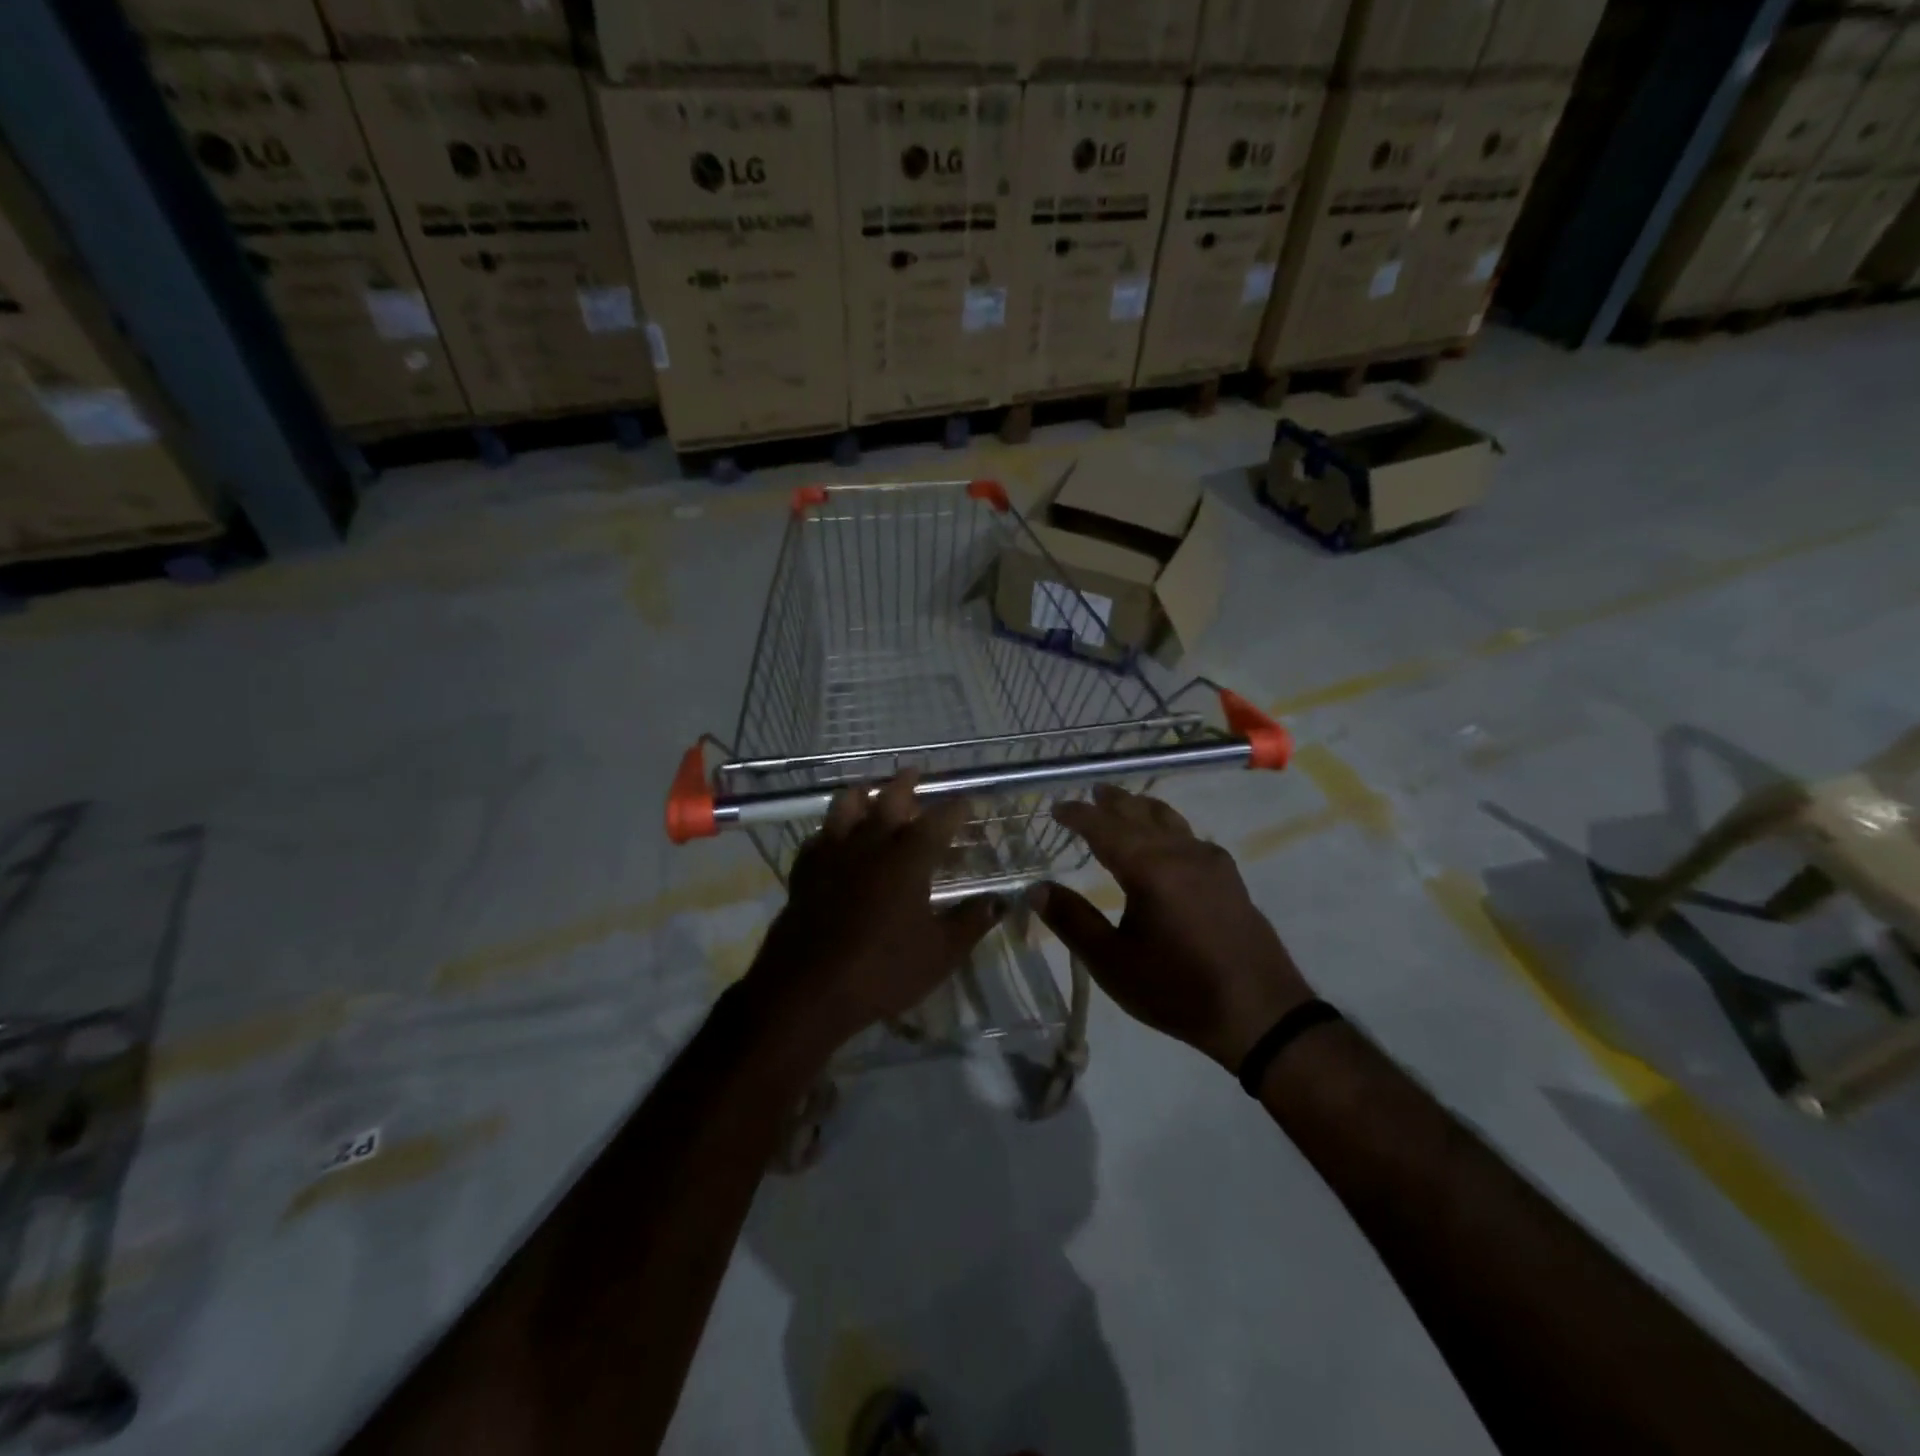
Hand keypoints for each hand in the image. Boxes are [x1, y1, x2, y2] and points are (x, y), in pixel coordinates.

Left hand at [745, 773, 1001, 1064]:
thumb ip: (971, 922)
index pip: (939, 821)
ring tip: (867, 791)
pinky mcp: (804, 872)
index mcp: (908, 858)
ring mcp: (832, 855)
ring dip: (860, 795)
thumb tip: (1000, 901)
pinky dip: (829, 832)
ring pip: (844, 808)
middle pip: (888, 800)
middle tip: (913, 772)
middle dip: (904, 784)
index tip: (966, 802)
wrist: (808, 990)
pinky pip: (817, 839)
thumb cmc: (882, 970)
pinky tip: (831, 839)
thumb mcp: (940, 953)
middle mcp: (870, 845)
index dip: (955, 809)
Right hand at [1031, 785, 1311, 1070]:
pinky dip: (1168, 827)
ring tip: (1126, 804)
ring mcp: (1211, 862)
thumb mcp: (1113, 963)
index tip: (1057, 807)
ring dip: (1143, 808)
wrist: (1261, 1013)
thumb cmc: (1178, 989)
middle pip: (1140, 814)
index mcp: (1150, 868)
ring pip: (1170, 820)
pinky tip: (1168, 842)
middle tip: (1092, 792)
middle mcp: (1181, 853)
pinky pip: (1190, 836)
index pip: (1105, 827)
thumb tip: (1036, 889)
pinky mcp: (1230, 878)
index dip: (1079, 815)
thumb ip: (1073, 921)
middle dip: (1113, 802)